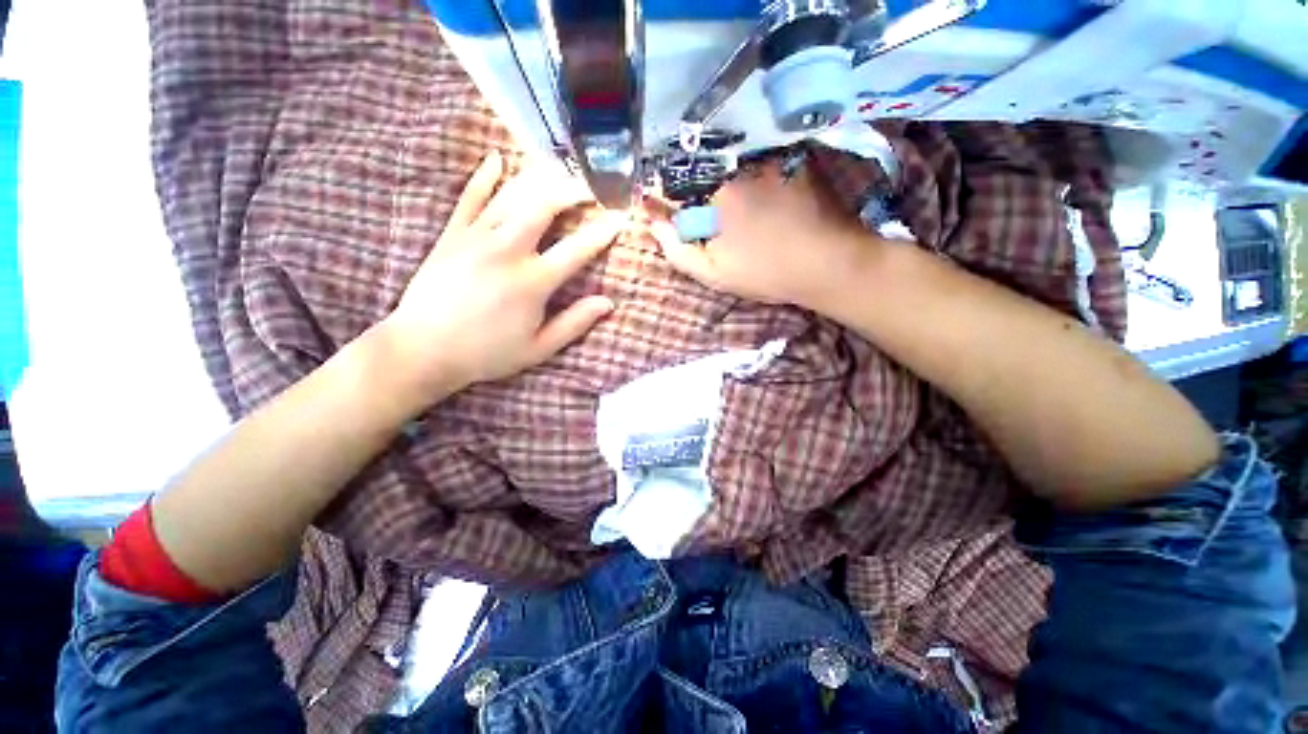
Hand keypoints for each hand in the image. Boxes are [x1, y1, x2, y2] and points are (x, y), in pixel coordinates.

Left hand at [378, 152, 622, 398]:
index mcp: (533, 282)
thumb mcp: (539, 348)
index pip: (577, 249)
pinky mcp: (452, 235)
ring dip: (539, 179)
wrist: (423, 349)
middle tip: (589, 188)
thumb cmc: (487, 353)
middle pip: (544, 206)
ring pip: (512, 195)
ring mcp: (476, 238)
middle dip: (571, 191)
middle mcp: (507, 251)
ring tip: (558, 172)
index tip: (620, 219)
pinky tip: (496, 160)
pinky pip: (470, 197)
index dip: (603, 232)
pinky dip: (484, 177)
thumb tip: (608, 304)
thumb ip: (575, 324)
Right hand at [654, 161, 879, 313]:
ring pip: (728, 161)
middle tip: (707, 217)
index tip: (667, 212)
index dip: (667, 198)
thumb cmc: (766, 272)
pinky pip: (756, 158)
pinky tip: (759, 197)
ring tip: (734, 209)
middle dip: (695, 188)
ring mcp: (768, 158)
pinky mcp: (791, 158)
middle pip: (701, 168)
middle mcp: (738, 165)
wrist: (828, 262)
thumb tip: (653, 225)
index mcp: (714, 192)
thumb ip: (677, 250)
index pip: (674, 183)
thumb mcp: (713, 273)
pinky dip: (748, 172)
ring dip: (721, 178)